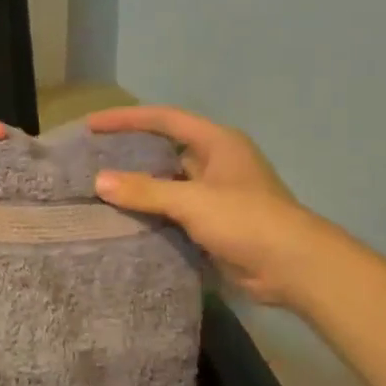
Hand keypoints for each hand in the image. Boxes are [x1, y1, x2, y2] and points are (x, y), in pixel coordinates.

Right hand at [88, 105, 320, 306]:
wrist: (293, 267)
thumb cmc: (246, 220)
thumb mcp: (192, 201)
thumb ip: (145, 191)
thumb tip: (99, 180)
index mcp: (216, 142)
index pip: (164, 119)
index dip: (127, 118)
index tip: (93, 124)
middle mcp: (215, 162)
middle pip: (165, 148)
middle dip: (130, 151)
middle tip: (92, 157)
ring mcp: (216, 193)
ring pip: (168, 182)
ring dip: (139, 186)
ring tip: (99, 188)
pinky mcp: (214, 222)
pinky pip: (174, 210)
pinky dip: (151, 213)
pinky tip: (124, 219)